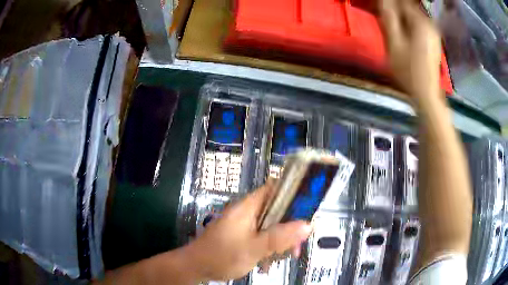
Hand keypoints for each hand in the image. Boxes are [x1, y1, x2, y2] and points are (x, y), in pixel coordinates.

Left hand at [184, 181, 312, 281]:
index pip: (274, 188)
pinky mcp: (242, 235)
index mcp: (248, 207)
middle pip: (277, 209)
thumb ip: (279, 237)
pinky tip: (271, 261)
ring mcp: (244, 224)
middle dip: (290, 225)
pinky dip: (271, 246)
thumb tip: (307, 225)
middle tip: (297, 243)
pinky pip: (263, 235)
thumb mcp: (253, 248)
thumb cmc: (221, 255)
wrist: (196, 267)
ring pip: (271, 225)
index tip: (308, 208)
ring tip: (287, 255)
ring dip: (281, 239)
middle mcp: (247, 212)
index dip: (293, 193)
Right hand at [379, 0, 441, 98]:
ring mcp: (433, 32)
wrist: (426, 94)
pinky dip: (409, 24)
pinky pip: (419, 24)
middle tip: (385, 18)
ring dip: (401, 16)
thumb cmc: (409, 71)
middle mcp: (430, 24)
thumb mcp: (394, 43)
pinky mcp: (433, 40)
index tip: (381, 8)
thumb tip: (384, 0)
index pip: (402, 1)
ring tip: (392, 25)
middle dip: (396, 8)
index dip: (390, 2)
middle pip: (409, 7)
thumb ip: (388, 18)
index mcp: (421, 22)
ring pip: (414, 15)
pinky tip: (403, 33)